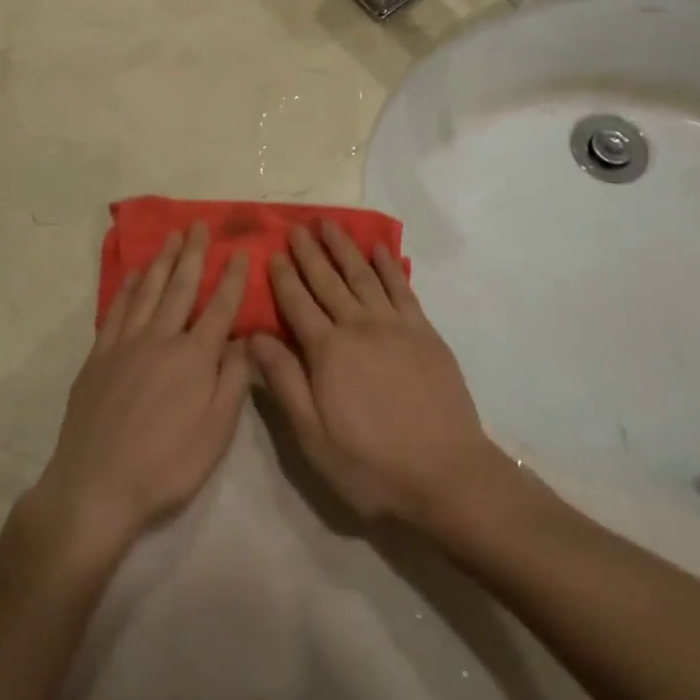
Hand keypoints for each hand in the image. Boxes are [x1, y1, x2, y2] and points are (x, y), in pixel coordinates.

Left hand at [25, 227, 250, 562]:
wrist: (97, 484)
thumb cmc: (166, 465)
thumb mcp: (216, 432)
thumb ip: (233, 381)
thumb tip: (243, 339)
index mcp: (194, 358)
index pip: (220, 308)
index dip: (232, 279)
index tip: (240, 252)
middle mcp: (161, 339)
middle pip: (181, 287)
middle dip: (193, 254)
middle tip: (199, 225)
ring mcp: (126, 344)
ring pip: (148, 291)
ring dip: (162, 261)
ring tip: (171, 236)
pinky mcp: (100, 356)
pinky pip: (117, 310)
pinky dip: (128, 288)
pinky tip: (135, 274)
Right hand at [249, 221, 504, 528]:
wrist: (446, 474)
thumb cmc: (371, 464)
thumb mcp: (313, 436)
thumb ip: (284, 381)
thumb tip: (253, 337)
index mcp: (327, 351)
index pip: (297, 304)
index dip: (283, 278)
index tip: (272, 253)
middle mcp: (358, 326)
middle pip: (328, 281)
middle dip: (310, 253)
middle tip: (297, 227)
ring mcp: (395, 326)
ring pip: (363, 276)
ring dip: (345, 248)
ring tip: (330, 224)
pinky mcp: (424, 332)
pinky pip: (402, 288)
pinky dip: (389, 266)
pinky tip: (380, 249)